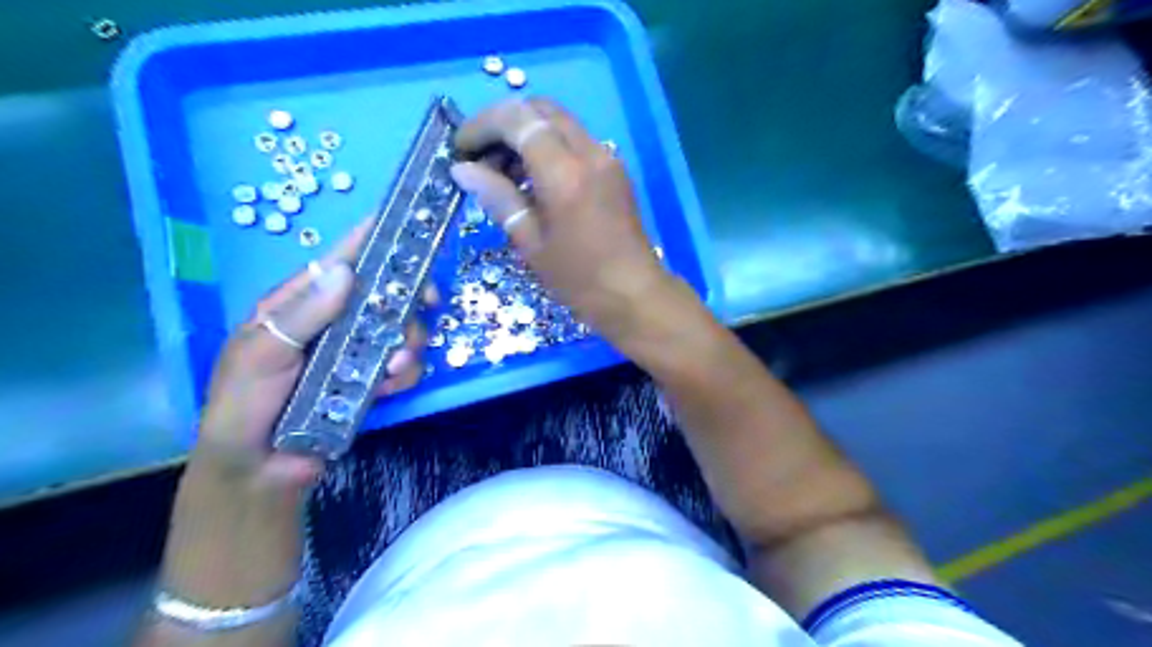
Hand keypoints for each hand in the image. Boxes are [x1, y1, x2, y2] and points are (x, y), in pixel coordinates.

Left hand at [194, 220, 428, 492]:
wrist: (260, 468)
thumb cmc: (245, 403)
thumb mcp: (262, 353)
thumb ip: (304, 314)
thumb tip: (346, 271)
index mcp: (301, 304)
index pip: (339, 262)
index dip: (370, 239)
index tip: (404, 222)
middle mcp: (336, 322)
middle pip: (385, 293)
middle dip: (409, 297)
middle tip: (428, 301)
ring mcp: (357, 352)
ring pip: (403, 329)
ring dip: (408, 343)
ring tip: (393, 368)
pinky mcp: (373, 380)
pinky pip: (404, 366)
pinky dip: (403, 374)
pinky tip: (387, 389)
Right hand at [447, 95, 672, 343]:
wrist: (635, 295)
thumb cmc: (579, 279)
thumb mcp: (531, 243)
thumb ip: (498, 198)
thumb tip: (463, 169)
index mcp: (565, 173)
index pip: (517, 120)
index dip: (482, 125)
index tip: (460, 148)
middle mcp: (590, 153)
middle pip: (540, 109)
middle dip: (504, 123)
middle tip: (481, 156)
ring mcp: (607, 158)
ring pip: (559, 122)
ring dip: (526, 133)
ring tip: (503, 171)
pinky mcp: (615, 169)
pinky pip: (575, 140)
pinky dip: (549, 146)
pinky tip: (533, 179)